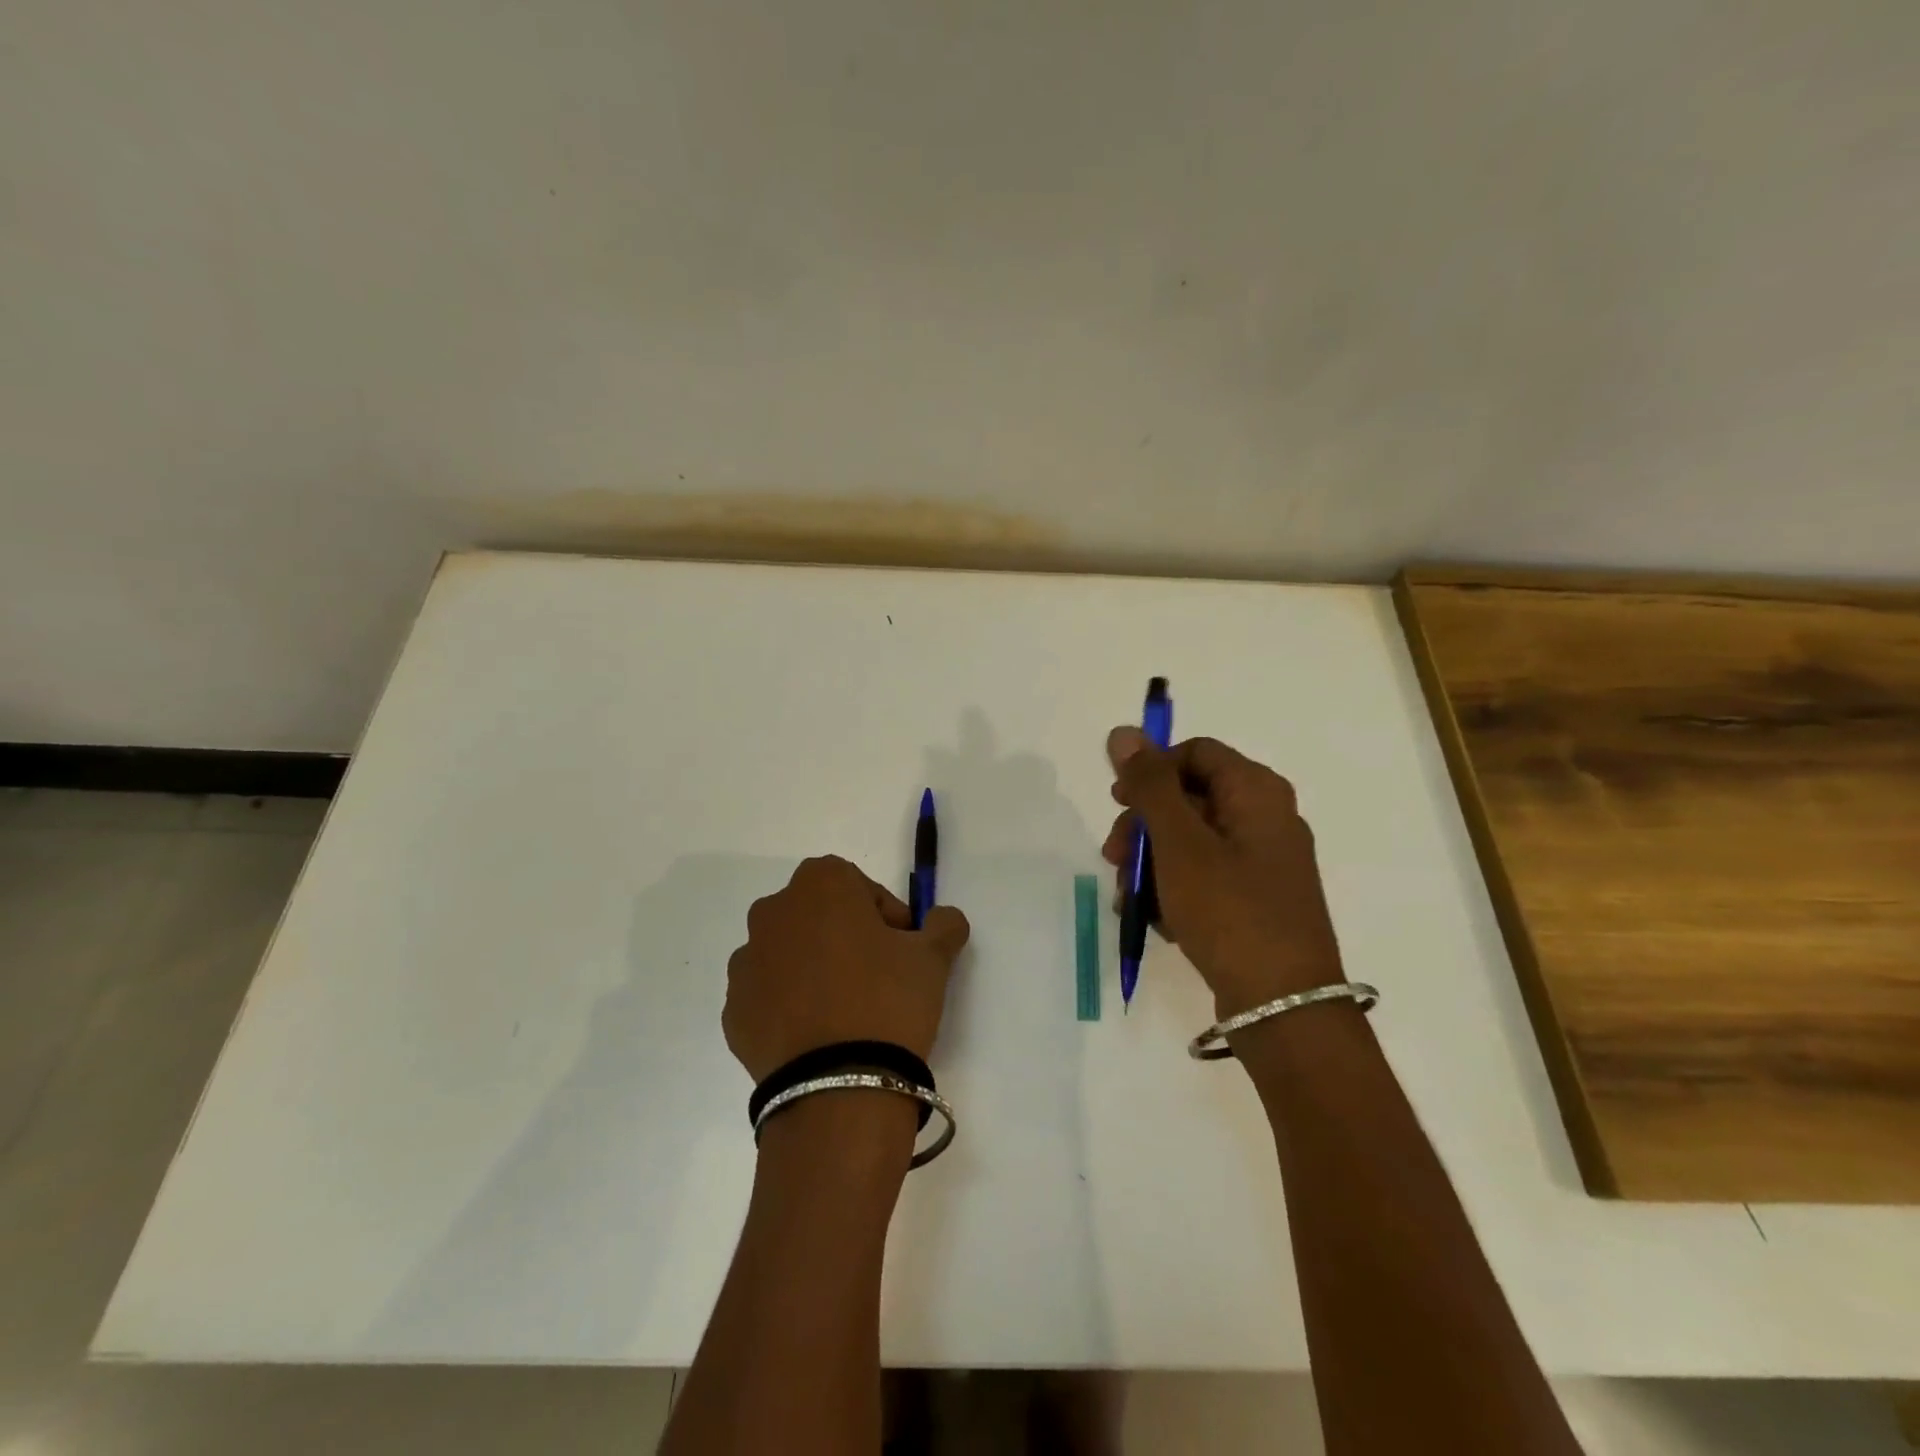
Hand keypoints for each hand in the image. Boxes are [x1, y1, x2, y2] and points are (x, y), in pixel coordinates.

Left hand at [723, 855, 970, 1082]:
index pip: (859, 885)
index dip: (885, 916)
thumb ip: (944, 925)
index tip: (902, 949)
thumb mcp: (933, 958)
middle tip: (876, 977)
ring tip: (844, 1012)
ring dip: (813, 969)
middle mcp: (773, 912)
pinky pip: (768, 995)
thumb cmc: (888, 1000)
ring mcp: (746, 962)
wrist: (836, 1087)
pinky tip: (817, 1035)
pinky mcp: (734, 1010)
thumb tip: (944, 918)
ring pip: (789, 953)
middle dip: (845, 937)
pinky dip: (789, 1005)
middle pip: (818, 915)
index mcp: (820, 884)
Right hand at [1103, 728, 1343, 1015]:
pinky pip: (1204, 876)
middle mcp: (1265, 818)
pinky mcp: (1255, 899)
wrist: (1283, 1007)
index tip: (1118, 803)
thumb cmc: (1230, 911)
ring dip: (1151, 863)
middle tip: (1114, 858)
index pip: (1195, 753)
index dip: (1151, 770)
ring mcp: (1262, 862)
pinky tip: (1156, 920)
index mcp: (1257, 792)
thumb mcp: (1180, 843)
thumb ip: (1150, 785)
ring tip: (1130, 900)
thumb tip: (1124, 732)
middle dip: (1144, 826)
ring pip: (1190, 840)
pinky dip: (1174, 890)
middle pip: (1188, 797)